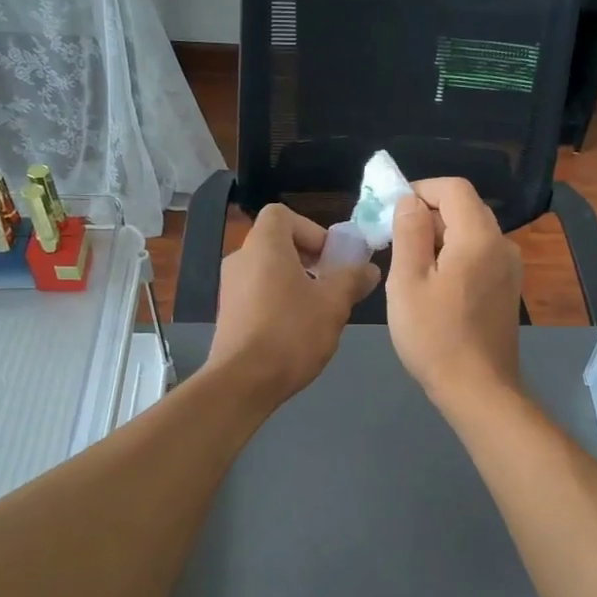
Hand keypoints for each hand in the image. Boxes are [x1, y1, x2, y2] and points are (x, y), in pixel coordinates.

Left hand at [205, 204, 379, 410]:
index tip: (330, 257)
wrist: (243, 382)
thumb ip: (352, 280)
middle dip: (308, 258)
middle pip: (277, 243)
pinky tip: (296, 330)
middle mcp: (241, 259)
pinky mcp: (227, 314)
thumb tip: (369, 269)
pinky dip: (278, 300)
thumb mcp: (333, 304)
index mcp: (264, 246)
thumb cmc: (291, 333)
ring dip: (295, 282)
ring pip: (268, 271)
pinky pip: (257, 293)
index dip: (311, 229)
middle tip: (331, 284)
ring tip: (318, 310)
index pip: (281, 214)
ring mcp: (229, 287)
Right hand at [386, 177, 521, 408]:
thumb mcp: (408, 281)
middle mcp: (502, 245)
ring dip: (438, 237)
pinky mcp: (506, 290)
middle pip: (464, 208)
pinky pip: (478, 256)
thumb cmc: (435, 335)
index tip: (390, 210)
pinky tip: (432, 285)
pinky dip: (453, 256)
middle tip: (392, 237)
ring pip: (470, 233)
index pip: (453, 188)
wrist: (478, 389)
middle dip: (427, 214)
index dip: (420, 189)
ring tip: (407, 264)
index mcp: (479, 236)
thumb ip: (409, 232)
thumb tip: (410, 201)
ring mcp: (509, 269)